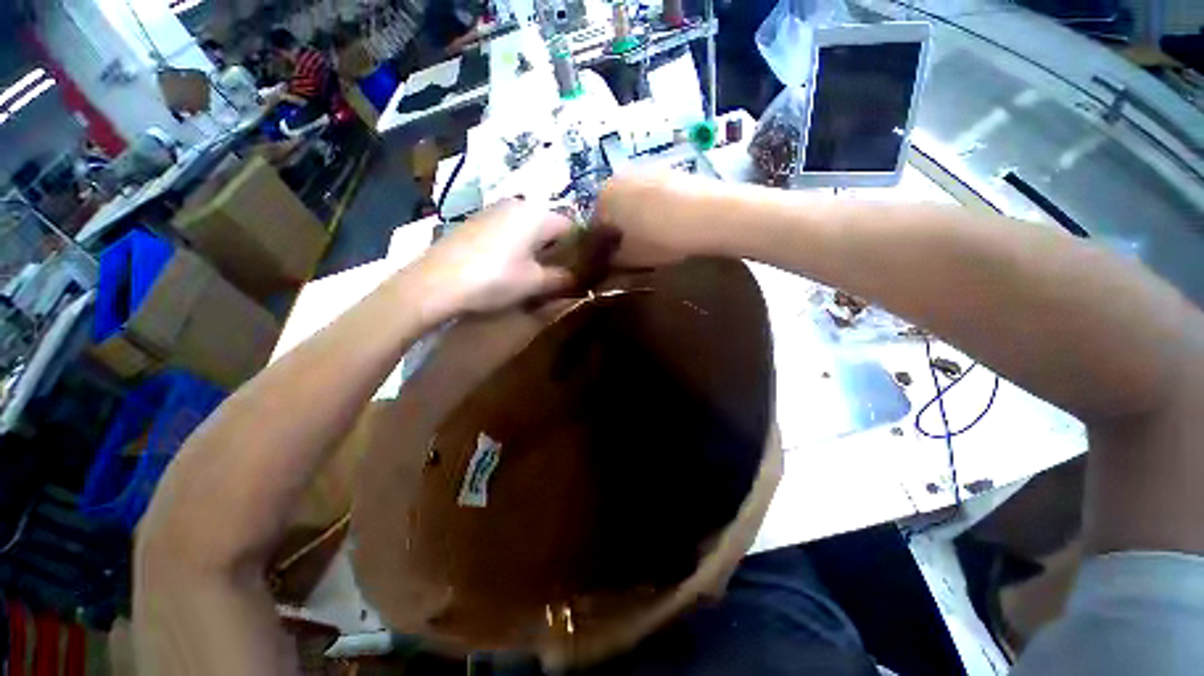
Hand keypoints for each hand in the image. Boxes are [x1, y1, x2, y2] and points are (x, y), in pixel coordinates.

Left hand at [415, 199, 574, 318]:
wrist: (435, 283)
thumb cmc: (495, 279)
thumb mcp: (535, 283)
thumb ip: (563, 278)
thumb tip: (579, 279)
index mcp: (536, 214)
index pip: (571, 226)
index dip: (580, 249)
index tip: (580, 269)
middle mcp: (516, 204)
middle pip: (548, 225)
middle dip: (557, 249)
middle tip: (557, 274)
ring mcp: (493, 211)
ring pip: (528, 228)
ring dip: (536, 249)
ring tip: (534, 273)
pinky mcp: (476, 222)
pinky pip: (508, 231)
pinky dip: (516, 246)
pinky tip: (508, 267)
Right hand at [591, 171, 719, 267]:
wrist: (710, 215)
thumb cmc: (661, 238)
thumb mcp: (632, 258)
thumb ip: (613, 261)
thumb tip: (609, 260)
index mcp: (603, 198)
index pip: (593, 227)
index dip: (601, 248)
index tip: (611, 261)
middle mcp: (619, 177)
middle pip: (613, 209)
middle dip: (619, 230)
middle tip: (632, 250)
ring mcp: (645, 169)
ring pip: (632, 200)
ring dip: (636, 217)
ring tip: (653, 237)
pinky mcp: (668, 169)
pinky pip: (652, 194)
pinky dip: (654, 208)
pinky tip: (668, 223)